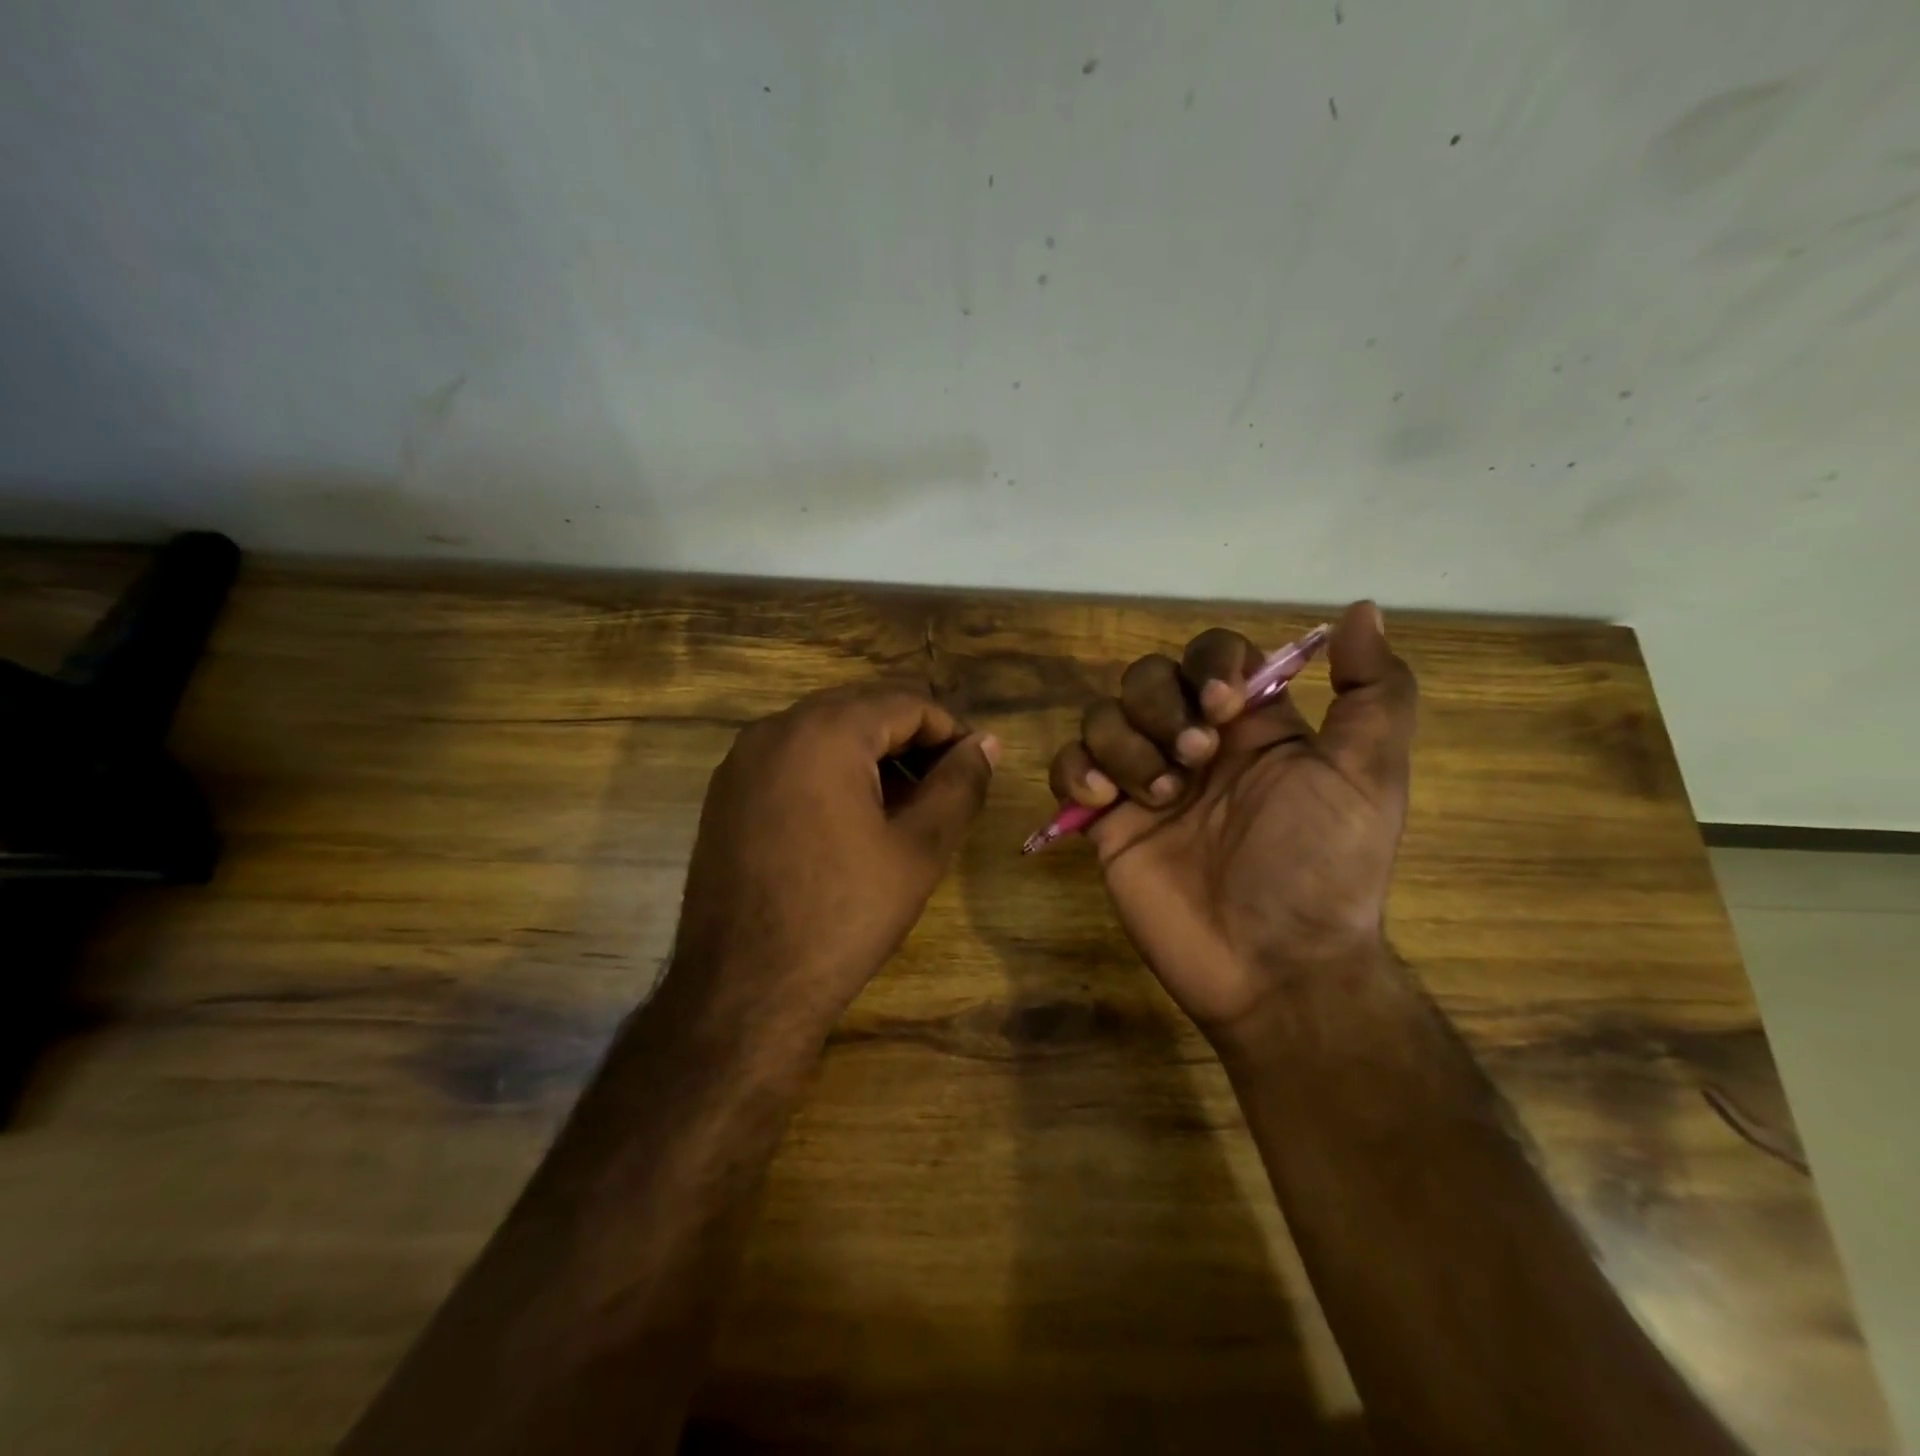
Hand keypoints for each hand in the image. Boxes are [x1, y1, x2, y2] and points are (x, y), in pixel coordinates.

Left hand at [673, 682, 998, 1039]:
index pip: (906, 702)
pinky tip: (852, 819)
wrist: (744, 990)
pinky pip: (792, 759)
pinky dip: (831, 771)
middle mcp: (775, 729)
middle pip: (862, 709)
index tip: (975, 769)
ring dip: (872, 755)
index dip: (951, 731)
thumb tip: (987, 743)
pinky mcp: (726, 793)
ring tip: (905, 806)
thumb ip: (959, 786)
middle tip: (944, 788)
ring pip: (825, 732)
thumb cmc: (843, 915)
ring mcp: (742, 760)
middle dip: (911, 740)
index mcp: (824, 732)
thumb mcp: (919, 849)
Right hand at [1047, 602, 1415, 1045]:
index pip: (1212, 654)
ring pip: (1103, 717)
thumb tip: (1361, 609)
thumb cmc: (1320, 868)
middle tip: (1195, 761)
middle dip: (1161, 708)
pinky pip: (1068, 767)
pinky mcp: (1105, 822)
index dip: (1208, 664)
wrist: (1272, 966)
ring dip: (1124, 745)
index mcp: (1252, 726)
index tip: (1223, 706)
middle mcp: (1194, 745)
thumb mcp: (1367, 778)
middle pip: (1146, 678)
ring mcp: (1143, 782)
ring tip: (1159, 797)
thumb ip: (1375, 693)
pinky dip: (1075, 772)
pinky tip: (1103, 802)